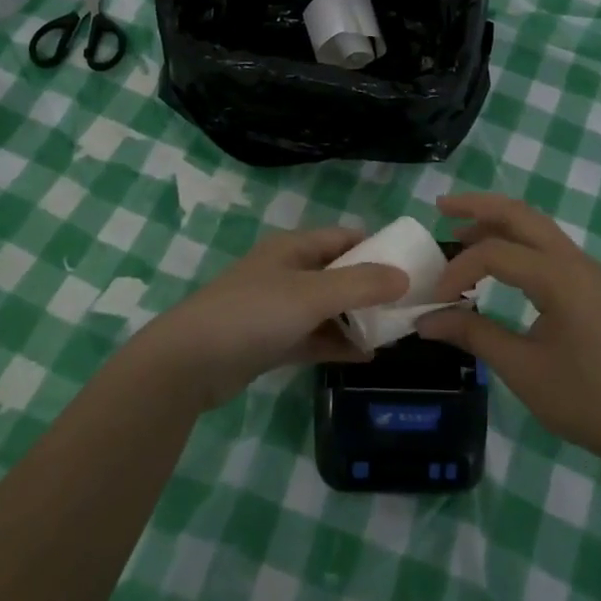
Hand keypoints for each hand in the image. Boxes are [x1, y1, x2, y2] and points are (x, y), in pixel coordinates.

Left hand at [138, 227, 408, 410]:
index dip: (377, 247)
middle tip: (408, 304)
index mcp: (294, 248)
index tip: (411, 265)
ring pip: (328, 308)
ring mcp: (277, 308)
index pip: (344, 237)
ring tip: (394, 332)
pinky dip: (337, 343)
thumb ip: (361, 284)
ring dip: (357, 318)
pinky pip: (314, 337)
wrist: (189, 362)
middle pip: (339, 273)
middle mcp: (287, 272)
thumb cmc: (253, 314)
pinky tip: (366, 357)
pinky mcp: (270, 341)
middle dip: (372, 287)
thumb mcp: (313, 294)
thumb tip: (405, 277)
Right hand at [417, 194, 600, 468]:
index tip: (436, 300)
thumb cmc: (586, 400)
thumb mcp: (523, 370)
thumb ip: (474, 335)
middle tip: (441, 207)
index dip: (458, 270)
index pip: (495, 253)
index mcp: (559, 278)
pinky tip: (501, 261)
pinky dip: (519, 241)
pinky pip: (550, 246)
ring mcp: (589, 270)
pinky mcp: (594, 285)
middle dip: (478, 205)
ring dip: (499, 221)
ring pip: (538, 226)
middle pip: (520, 214)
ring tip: (462, 230)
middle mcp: (575, 261)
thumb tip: (426, 321)